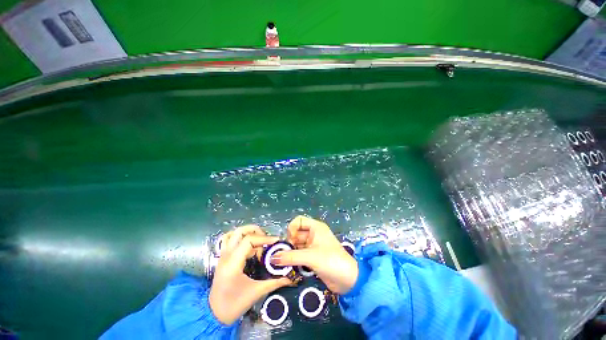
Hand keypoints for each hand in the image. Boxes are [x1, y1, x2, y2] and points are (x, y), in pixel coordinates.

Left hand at [209, 225, 290, 324]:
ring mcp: (222, 256)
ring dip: (247, 232)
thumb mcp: (256, 293)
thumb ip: (274, 282)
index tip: (276, 241)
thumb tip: (290, 278)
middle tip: (267, 238)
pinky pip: (229, 240)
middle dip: (256, 231)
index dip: (264, 238)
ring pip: (233, 234)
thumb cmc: (234, 305)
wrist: (214, 315)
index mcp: (233, 263)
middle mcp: (226, 256)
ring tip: (259, 240)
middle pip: (239, 231)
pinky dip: (240, 238)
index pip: (249, 240)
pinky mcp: (222, 258)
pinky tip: (249, 246)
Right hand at [271, 216, 358, 293]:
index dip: (292, 228)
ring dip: (290, 252)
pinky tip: (289, 265)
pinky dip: (294, 258)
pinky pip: (300, 253)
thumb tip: (272, 258)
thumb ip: (290, 257)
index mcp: (316, 227)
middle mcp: (314, 234)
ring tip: (283, 261)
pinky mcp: (313, 257)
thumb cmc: (331, 261)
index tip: (289, 241)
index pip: (299, 220)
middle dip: (289, 242)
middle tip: (283, 254)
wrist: (348, 280)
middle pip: (296, 233)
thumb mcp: (310, 257)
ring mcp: (313, 245)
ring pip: (297, 244)